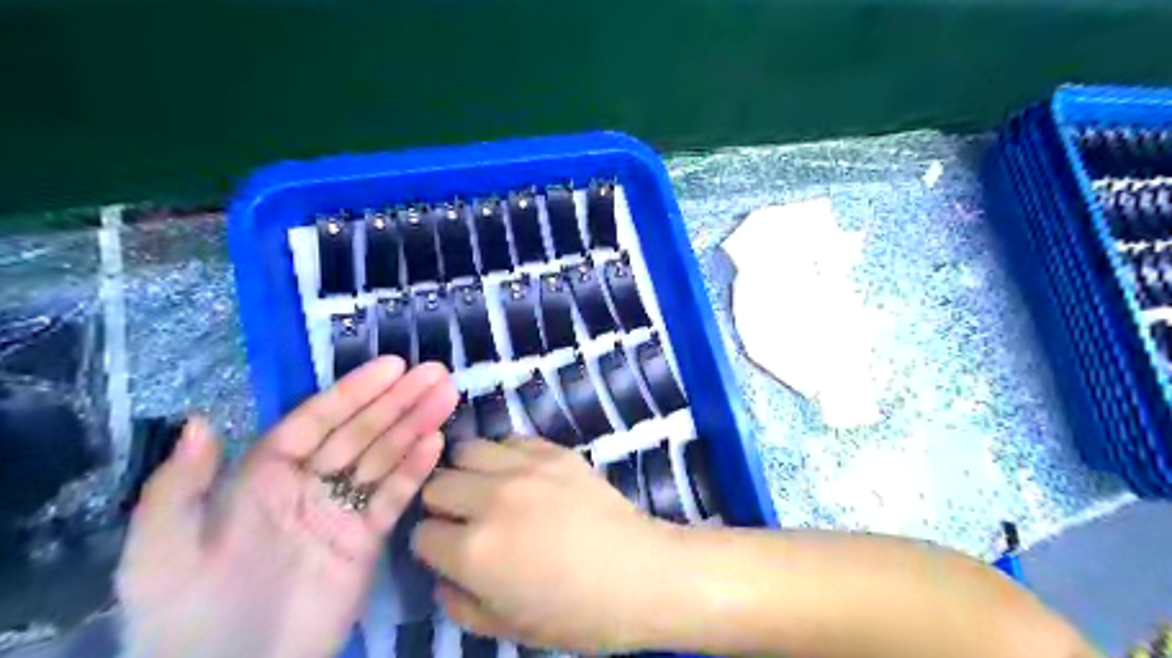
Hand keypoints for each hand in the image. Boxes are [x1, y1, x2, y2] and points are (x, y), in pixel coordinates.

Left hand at [115, 360, 457, 656]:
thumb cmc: (188, 617)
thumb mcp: (159, 556)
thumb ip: (177, 489)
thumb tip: (201, 422)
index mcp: (262, 476)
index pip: (316, 421)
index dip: (354, 392)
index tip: (392, 366)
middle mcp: (307, 483)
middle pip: (359, 432)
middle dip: (397, 400)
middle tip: (436, 373)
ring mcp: (341, 510)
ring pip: (384, 457)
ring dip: (415, 425)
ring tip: (447, 395)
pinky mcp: (366, 538)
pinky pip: (393, 497)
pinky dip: (416, 470)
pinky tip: (436, 443)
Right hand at [415, 437, 682, 651]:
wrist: (641, 573)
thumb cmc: (578, 613)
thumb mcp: (509, 628)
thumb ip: (460, 604)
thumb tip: (443, 576)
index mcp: (474, 551)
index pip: (421, 534)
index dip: (432, 547)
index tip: (449, 552)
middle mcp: (491, 499)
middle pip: (436, 485)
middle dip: (443, 506)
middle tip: (467, 520)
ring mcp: (524, 468)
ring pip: (465, 450)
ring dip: (468, 472)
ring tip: (488, 489)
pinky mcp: (553, 450)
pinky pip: (509, 439)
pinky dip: (504, 455)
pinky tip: (520, 474)